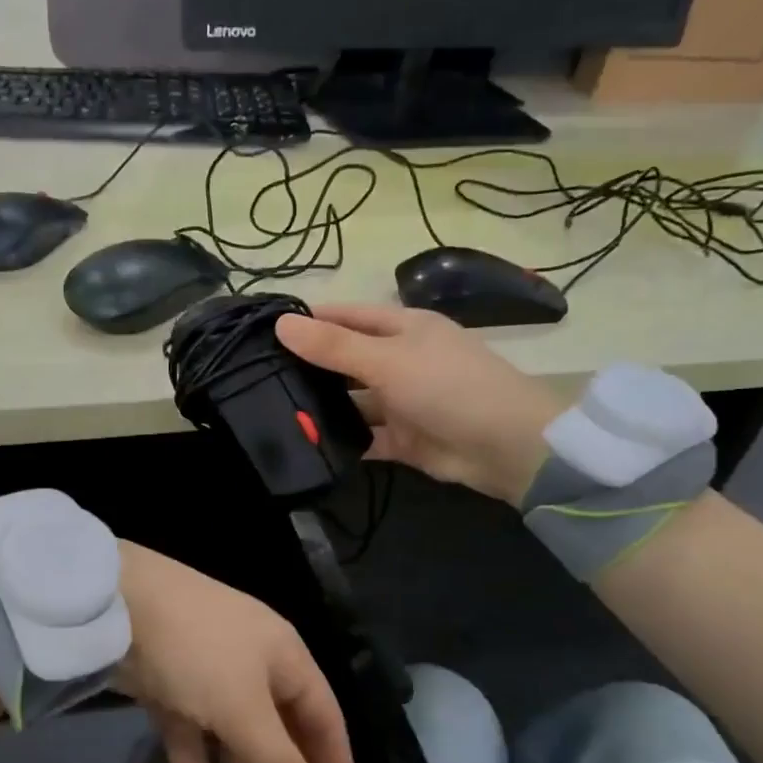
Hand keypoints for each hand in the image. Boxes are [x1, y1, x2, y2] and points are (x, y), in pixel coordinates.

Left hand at [114, 543, 357, 762]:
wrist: (117, 604)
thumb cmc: (198, 651)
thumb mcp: (244, 710)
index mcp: (286, 659)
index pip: (325, 721)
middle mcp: (254, 669)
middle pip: (280, 737)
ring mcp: (210, 680)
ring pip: (235, 744)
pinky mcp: (172, 692)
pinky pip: (195, 743)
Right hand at [276, 304, 564, 504]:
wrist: (505, 446)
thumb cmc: (447, 386)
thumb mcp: (387, 360)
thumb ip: (333, 346)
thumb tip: (281, 324)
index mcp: (402, 328)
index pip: (345, 316)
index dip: (308, 321)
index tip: (261, 332)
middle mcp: (399, 360)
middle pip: (345, 360)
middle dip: (308, 368)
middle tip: (256, 378)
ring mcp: (401, 401)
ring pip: (351, 401)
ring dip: (322, 408)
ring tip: (271, 414)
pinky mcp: (402, 438)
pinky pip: (363, 437)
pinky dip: (341, 442)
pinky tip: (305, 446)